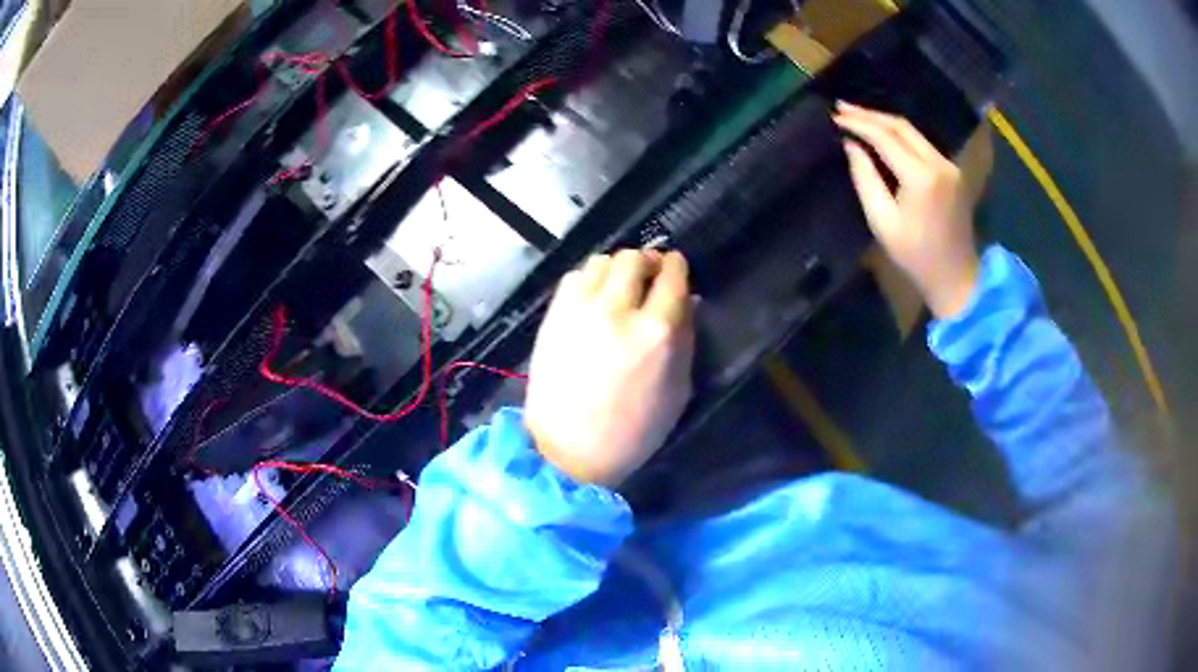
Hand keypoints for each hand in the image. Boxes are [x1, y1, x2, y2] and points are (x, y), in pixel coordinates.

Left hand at [524, 250, 694, 486]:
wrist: (568, 450)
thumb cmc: (633, 431)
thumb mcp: (678, 391)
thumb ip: (687, 339)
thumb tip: (689, 300)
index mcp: (656, 333)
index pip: (671, 275)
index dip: (676, 265)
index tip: (675, 266)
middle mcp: (617, 311)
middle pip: (634, 259)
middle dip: (646, 262)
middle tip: (648, 277)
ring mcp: (579, 310)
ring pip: (602, 261)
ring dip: (616, 268)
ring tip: (620, 287)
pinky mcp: (553, 316)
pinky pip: (574, 277)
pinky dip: (589, 279)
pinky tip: (594, 297)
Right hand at [833, 101, 979, 318]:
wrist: (956, 277)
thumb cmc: (915, 257)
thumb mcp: (882, 222)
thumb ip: (865, 179)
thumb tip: (852, 146)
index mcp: (921, 177)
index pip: (885, 138)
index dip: (859, 123)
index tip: (835, 116)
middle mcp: (938, 163)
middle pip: (901, 126)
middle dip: (870, 115)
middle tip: (841, 108)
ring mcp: (949, 166)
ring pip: (913, 132)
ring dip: (885, 122)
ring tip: (857, 117)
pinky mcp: (952, 171)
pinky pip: (922, 144)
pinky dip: (900, 135)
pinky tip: (882, 134)